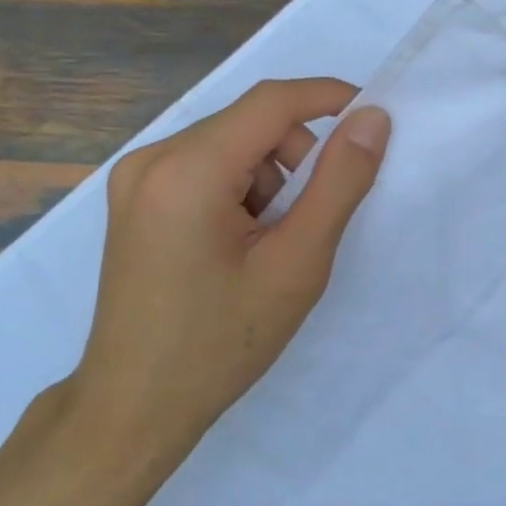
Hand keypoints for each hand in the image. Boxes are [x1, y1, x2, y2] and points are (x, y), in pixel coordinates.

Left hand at [69, 79, 390, 459]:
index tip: (371, 117)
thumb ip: (340, 184)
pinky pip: (202, 166)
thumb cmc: (220, 344)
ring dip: (264, 180)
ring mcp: (134, 177)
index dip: (327, 98)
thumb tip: (372, 119)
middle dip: (294, 158)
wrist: (134, 407)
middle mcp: (151, 158)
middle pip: (248, 124)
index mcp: (187, 170)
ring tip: (263, 246)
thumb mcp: (296, 264)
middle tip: (305, 223)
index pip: (270, 102)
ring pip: (228, 145)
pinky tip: (232, 246)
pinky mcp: (133, 198)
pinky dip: (235, 190)